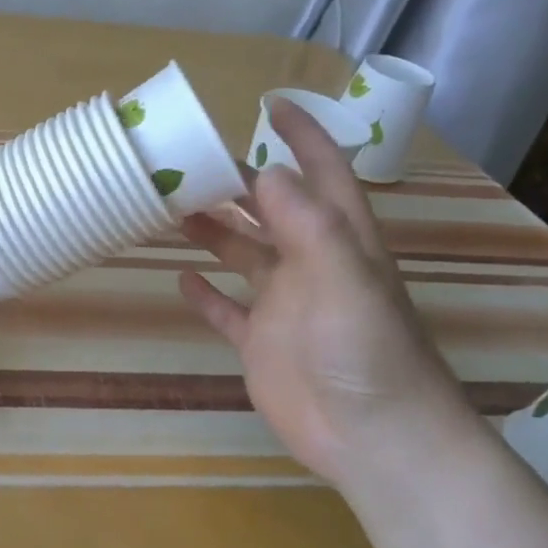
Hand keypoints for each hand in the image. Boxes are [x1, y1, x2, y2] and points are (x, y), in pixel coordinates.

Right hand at [176, 100, 478, 496]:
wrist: (377, 443)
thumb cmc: (366, 354)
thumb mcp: (345, 279)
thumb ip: (309, 225)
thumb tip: (266, 171)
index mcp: (338, 241)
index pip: (322, 173)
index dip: (302, 136)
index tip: (270, 104)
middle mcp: (310, 263)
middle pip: (270, 209)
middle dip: (236, 180)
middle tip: (188, 159)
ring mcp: (284, 304)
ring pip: (243, 253)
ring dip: (212, 229)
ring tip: (170, 206)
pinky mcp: (262, 342)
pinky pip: (227, 310)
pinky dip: (205, 293)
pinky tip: (180, 277)